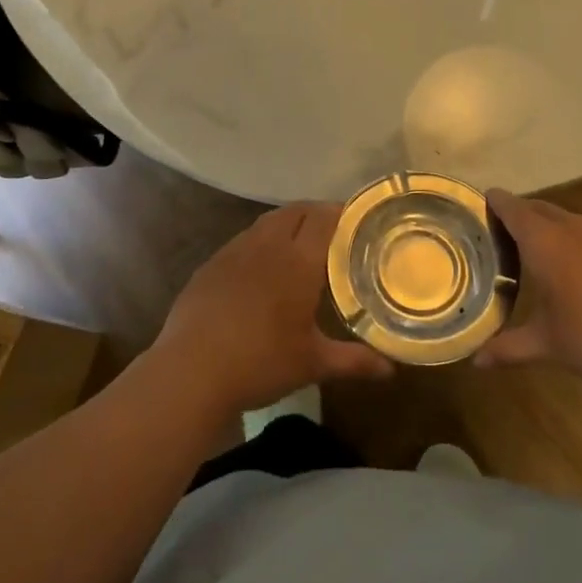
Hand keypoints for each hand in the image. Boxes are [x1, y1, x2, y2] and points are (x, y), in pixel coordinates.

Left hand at [153, 202, 393, 417]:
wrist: (191, 371)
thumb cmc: (261, 363)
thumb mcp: (312, 363)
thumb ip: (353, 361)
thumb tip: (390, 370)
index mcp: (298, 261)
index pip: (324, 218)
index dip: (341, 212)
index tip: (357, 220)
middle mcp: (267, 245)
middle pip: (295, 211)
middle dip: (316, 213)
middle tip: (332, 231)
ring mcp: (234, 252)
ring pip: (266, 223)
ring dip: (286, 224)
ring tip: (298, 245)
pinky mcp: (210, 265)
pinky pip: (242, 241)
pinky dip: (259, 243)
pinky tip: (259, 269)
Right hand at [476, 191, 581, 389]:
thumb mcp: (549, 346)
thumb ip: (510, 348)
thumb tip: (476, 361)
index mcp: (546, 243)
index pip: (513, 209)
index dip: (495, 203)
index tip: (478, 201)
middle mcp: (572, 231)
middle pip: (539, 208)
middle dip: (518, 213)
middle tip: (497, 229)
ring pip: (565, 219)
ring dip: (546, 224)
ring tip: (530, 245)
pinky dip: (569, 239)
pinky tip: (571, 267)